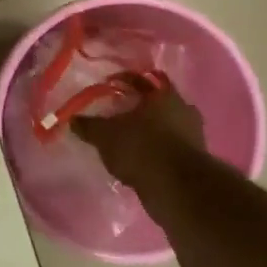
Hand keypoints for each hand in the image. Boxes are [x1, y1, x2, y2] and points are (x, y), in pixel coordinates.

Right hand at [70, 84, 206, 194]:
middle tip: (117, 114)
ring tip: (126, 141)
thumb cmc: (140, 147)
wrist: (176, 187)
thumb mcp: (105, 135)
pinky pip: (168, 148)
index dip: (122, 80)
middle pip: (155, 103)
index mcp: (164, 94)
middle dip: (137, 108)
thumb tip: (72, 119)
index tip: (107, 86)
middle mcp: (183, 109)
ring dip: (148, 131)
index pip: (141, 79)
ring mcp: (193, 135)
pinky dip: (155, 151)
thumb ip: (88, 125)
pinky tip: (139, 160)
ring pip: (164, 126)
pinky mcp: (194, 159)